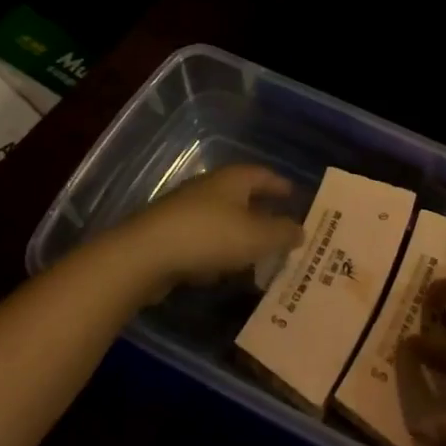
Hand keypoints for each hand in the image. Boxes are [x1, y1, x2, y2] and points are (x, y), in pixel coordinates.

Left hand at [116, 165, 302, 292]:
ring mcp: (187, 209)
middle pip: (242, 195)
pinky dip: (218, 250)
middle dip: (262, 211)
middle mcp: (210, 187)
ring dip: (239, 233)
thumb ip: (282, 233)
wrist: (144, 255)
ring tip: (257, 253)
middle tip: (281, 228)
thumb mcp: (256, 237)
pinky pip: (204, 239)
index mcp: (234, 179)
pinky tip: (223, 270)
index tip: (295, 195)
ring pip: (223, 218)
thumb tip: (301, 229)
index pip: (264, 175)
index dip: (281, 186)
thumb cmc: (209, 237)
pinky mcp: (170, 233)